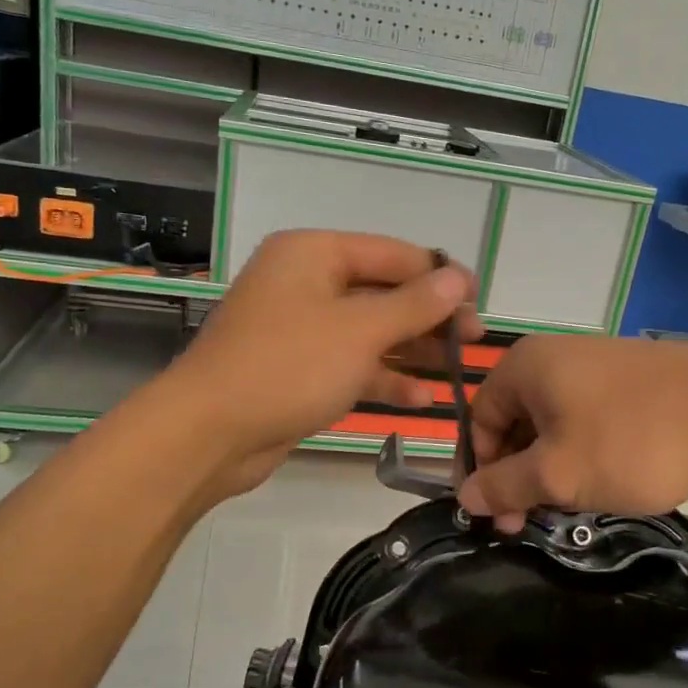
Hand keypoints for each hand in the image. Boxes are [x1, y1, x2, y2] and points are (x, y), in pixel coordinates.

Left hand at [169, 231, 478, 495]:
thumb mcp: (360, 330)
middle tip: (475, 339)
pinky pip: (351, 363)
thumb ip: (414, 304)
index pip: (392, 253)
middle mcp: (306, 282)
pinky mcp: (298, 368)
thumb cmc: (288, 366)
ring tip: (457, 367)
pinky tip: (421, 398)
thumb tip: (458, 278)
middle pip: (383, 291)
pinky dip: (383, 377)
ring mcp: (300, 328)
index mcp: (313, 253)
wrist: (208, 433)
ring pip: (370, 331)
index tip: (479, 298)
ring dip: (412, 349)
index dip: (439, 274)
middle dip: (429, 316)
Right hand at [457, 337, 687, 533]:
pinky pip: (587, 417)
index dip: (480, 470)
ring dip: (551, 468)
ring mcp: (596, 363)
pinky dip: (582, 452)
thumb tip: (465, 495)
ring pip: (553, 423)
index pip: (479, 419)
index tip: (495, 516)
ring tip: (569, 508)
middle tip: (528, 522)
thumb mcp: (558, 474)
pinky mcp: (631, 378)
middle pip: (516, 421)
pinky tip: (602, 481)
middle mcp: (553, 356)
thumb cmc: (630, 440)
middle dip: (517, 474)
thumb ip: (504, 485)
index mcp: (524, 367)